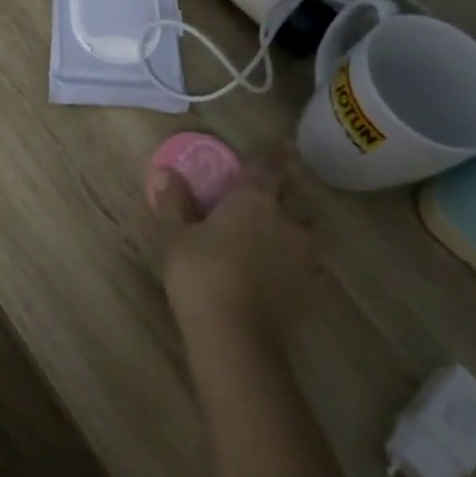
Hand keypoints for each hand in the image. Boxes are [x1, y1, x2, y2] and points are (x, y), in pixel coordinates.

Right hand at [147, 145, 321, 344]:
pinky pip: (307, 264)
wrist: (235, 335)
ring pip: (306, 232)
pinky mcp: (312, 288)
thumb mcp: (176, 236)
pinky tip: (280, 273)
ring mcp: (305, 255)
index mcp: (255, 199)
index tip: (281, 141)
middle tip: (265, 201)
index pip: (269, 165)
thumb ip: (174, 202)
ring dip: (294, 231)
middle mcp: (288, 220)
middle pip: (293, 199)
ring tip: (276, 240)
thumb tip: (164, 172)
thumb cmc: (200, 274)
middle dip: (282, 197)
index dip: (274, 151)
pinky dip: (296, 262)